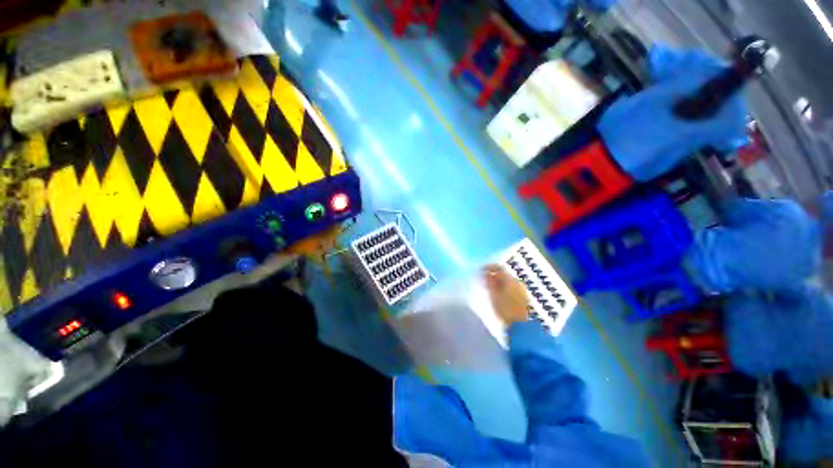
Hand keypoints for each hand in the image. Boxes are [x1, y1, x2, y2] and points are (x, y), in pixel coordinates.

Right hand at [483, 264, 528, 325]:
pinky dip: (501, 288)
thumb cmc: (505, 310)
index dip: (488, 267)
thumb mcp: (494, 295)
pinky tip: (496, 294)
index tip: (479, 270)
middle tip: (482, 279)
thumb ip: (489, 282)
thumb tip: (484, 273)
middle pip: (502, 273)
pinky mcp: (521, 299)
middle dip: (492, 274)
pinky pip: (509, 288)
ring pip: (506, 281)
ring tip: (487, 287)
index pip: (498, 267)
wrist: (521, 327)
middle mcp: (517, 282)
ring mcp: (520, 290)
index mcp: (510, 280)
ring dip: (496, 282)